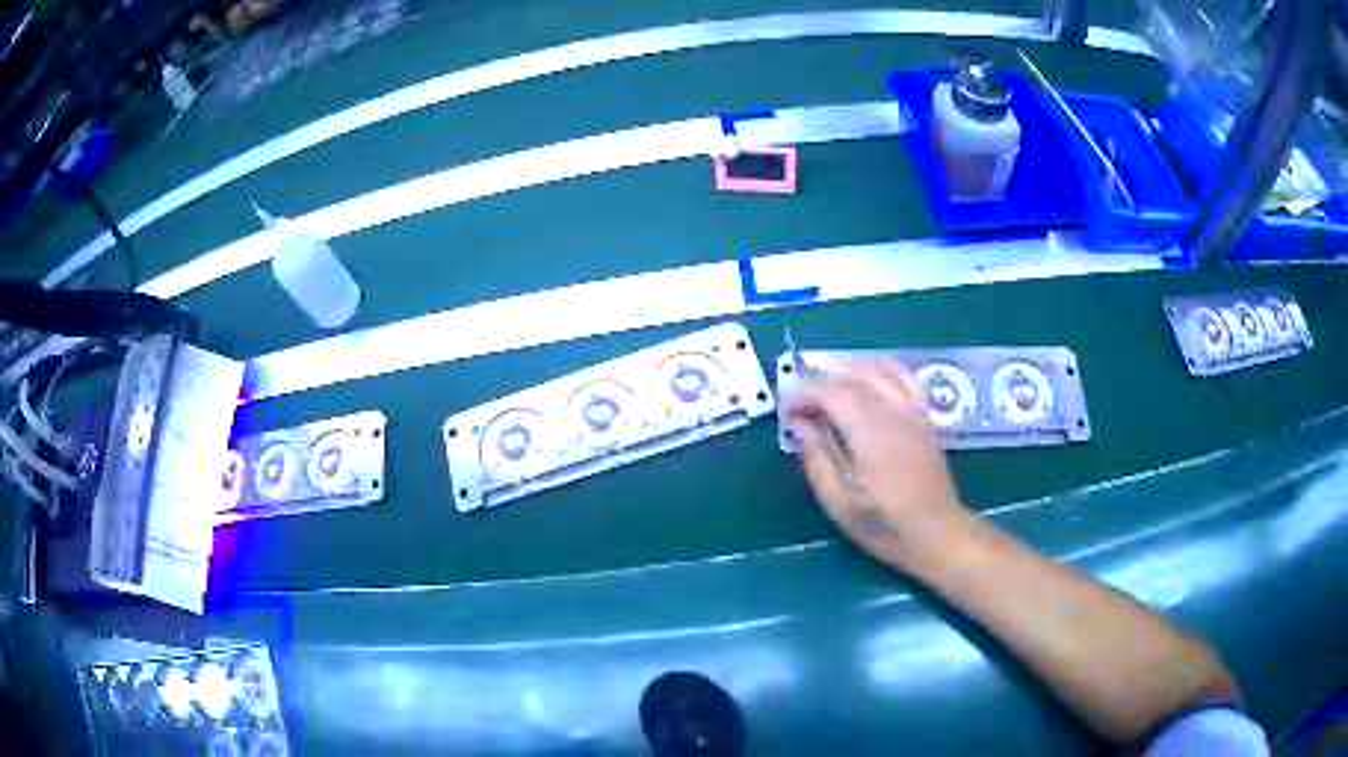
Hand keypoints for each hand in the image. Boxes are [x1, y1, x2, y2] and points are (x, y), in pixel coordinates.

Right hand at [783, 360, 965, 567]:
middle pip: (853, 376)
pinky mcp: (923, 415)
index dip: (804, 394)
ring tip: (828, 393)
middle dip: (821, 383)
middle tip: (802, 406)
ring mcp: (913, 409)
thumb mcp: (838, 501)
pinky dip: (877, 371)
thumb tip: (800, 424)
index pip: (831, 392)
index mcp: (870, 432)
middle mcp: (894, 411)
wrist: (935, 531)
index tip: (786, 410)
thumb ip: (817, 457)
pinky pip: (900, 376)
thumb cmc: (883, 523)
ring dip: (847, 373)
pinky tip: (865, 386)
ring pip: (877, 369)